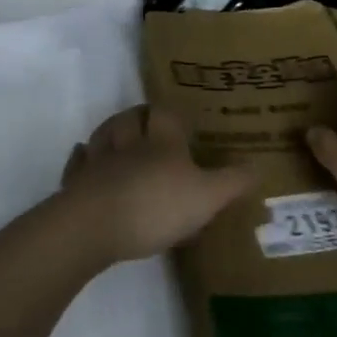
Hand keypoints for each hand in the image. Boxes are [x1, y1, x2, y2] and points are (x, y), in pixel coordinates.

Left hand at [61, 107, 254, 262]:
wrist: (95, 224)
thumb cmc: (156, 204)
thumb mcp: (207, 197)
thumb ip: (232, 182)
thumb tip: (259, 166)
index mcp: (161, 141)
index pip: (165, 114)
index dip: (172, 112)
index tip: (180, 115)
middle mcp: (129, 142)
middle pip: (131, 118)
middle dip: (139, 116)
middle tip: (147, 120)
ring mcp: (99, 161)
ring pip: (103, 135)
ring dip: (111, 131)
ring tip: (119, 133)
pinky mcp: (77, 183)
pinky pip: (79, 163)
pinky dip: (82, 157)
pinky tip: (83, 155)